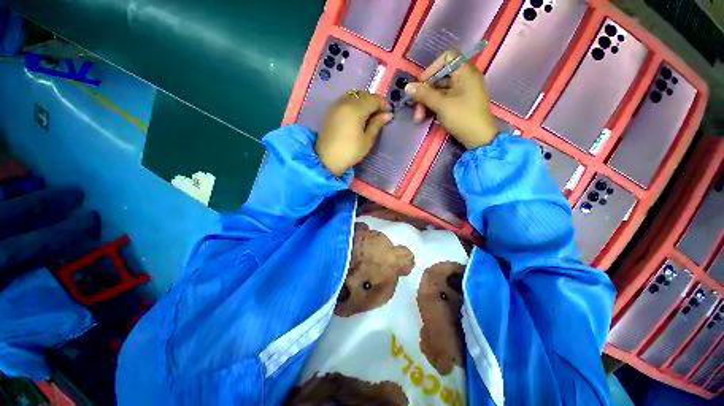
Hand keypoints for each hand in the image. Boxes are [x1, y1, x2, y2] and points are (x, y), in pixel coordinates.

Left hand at [316, 91, 392, 175]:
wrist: (326, 159)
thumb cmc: (350, 151)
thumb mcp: (367, 140)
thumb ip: (377, 124)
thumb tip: (388, 114)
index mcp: (356, 109)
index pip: (374, 99)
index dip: (383, 105)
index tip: (388, 115)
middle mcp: (345, 102)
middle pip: (364, 95)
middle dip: (373, 103)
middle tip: (379, 117)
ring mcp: (336, 105)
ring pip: (354, 96)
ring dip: (363, 102)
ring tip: (368, 117)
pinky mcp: (331, 110)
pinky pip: (345, 100)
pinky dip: (354, 104)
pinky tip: (356, 116)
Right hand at [405, 49, 498, 148]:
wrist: (478, 139)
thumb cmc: (463, 117)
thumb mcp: (442, 105)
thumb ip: (424, 94)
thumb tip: (407, 87)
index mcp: (465, 72)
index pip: (447, 58)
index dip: (432, 68)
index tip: (421, 84)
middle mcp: (464, 79)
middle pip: (439, 78)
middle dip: (425, 94)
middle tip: (415, 109)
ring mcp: (461, 93)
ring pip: (438, 92)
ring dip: (426, 104)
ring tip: (418, 119)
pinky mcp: (458, 104)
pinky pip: (442, 101)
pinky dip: (433, 108)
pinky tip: (424, 118)